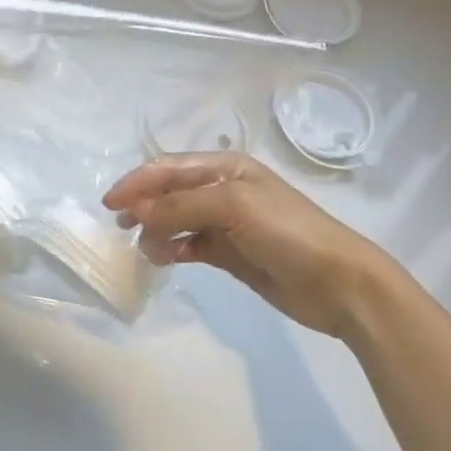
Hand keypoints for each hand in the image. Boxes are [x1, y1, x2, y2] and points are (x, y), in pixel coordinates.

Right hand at [105, 153, 390, 336]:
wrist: (339, 283)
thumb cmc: (288, 232)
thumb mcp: (233, 207)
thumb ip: (181, 206)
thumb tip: (138, 212)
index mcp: (226, 167)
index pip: (170, 167)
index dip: (138, 181)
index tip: (110, 203)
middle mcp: (223, 190)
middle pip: (171, 191)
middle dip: (144, 204)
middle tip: (120, 225)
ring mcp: (227, 223)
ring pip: (177, 220)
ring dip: (157, 230)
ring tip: (146, 250)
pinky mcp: (230, 253)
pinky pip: (190, 245)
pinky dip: (173, 249)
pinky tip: (163, 259)